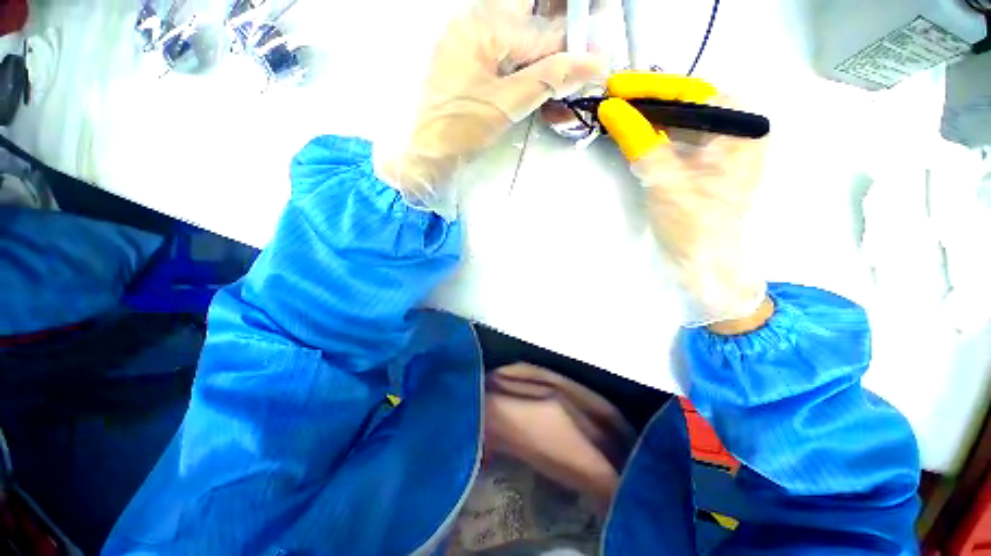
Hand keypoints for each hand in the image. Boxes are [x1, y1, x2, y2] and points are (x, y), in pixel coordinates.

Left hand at [374, 0, 605, 218]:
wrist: (424, 154)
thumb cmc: (458, 130)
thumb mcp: (507, 105)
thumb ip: (550, 79)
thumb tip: (593, 63)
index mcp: (483, 26)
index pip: (543, 31)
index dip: (573, 48)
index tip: (595, 66)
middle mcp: (475, 25)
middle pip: (531, 30)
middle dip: (558, 53)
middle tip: (578, 74)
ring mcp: (470, 46)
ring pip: (520, 49)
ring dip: (543, 72)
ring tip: (560, 99)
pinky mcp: (468, 67)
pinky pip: (505, 64)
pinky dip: (524, 81)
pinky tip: (538, 98)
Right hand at [598, 72, 771, 329]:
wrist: (707, 266)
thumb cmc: (695, 225)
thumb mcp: (665, 180)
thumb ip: (639, 140)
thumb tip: (610, 108)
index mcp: (743, 125)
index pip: (691, 92)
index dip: (649, 88)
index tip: (614, 85)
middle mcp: (737, 129)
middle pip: (686, 105)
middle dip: (647, 102)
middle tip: (610, 100)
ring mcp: (721, 147)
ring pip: (680, 122)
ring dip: (647, 119)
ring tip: (615, 114)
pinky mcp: (705, 164)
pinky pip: (678, 140)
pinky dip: (653, 137)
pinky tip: (632, 135)